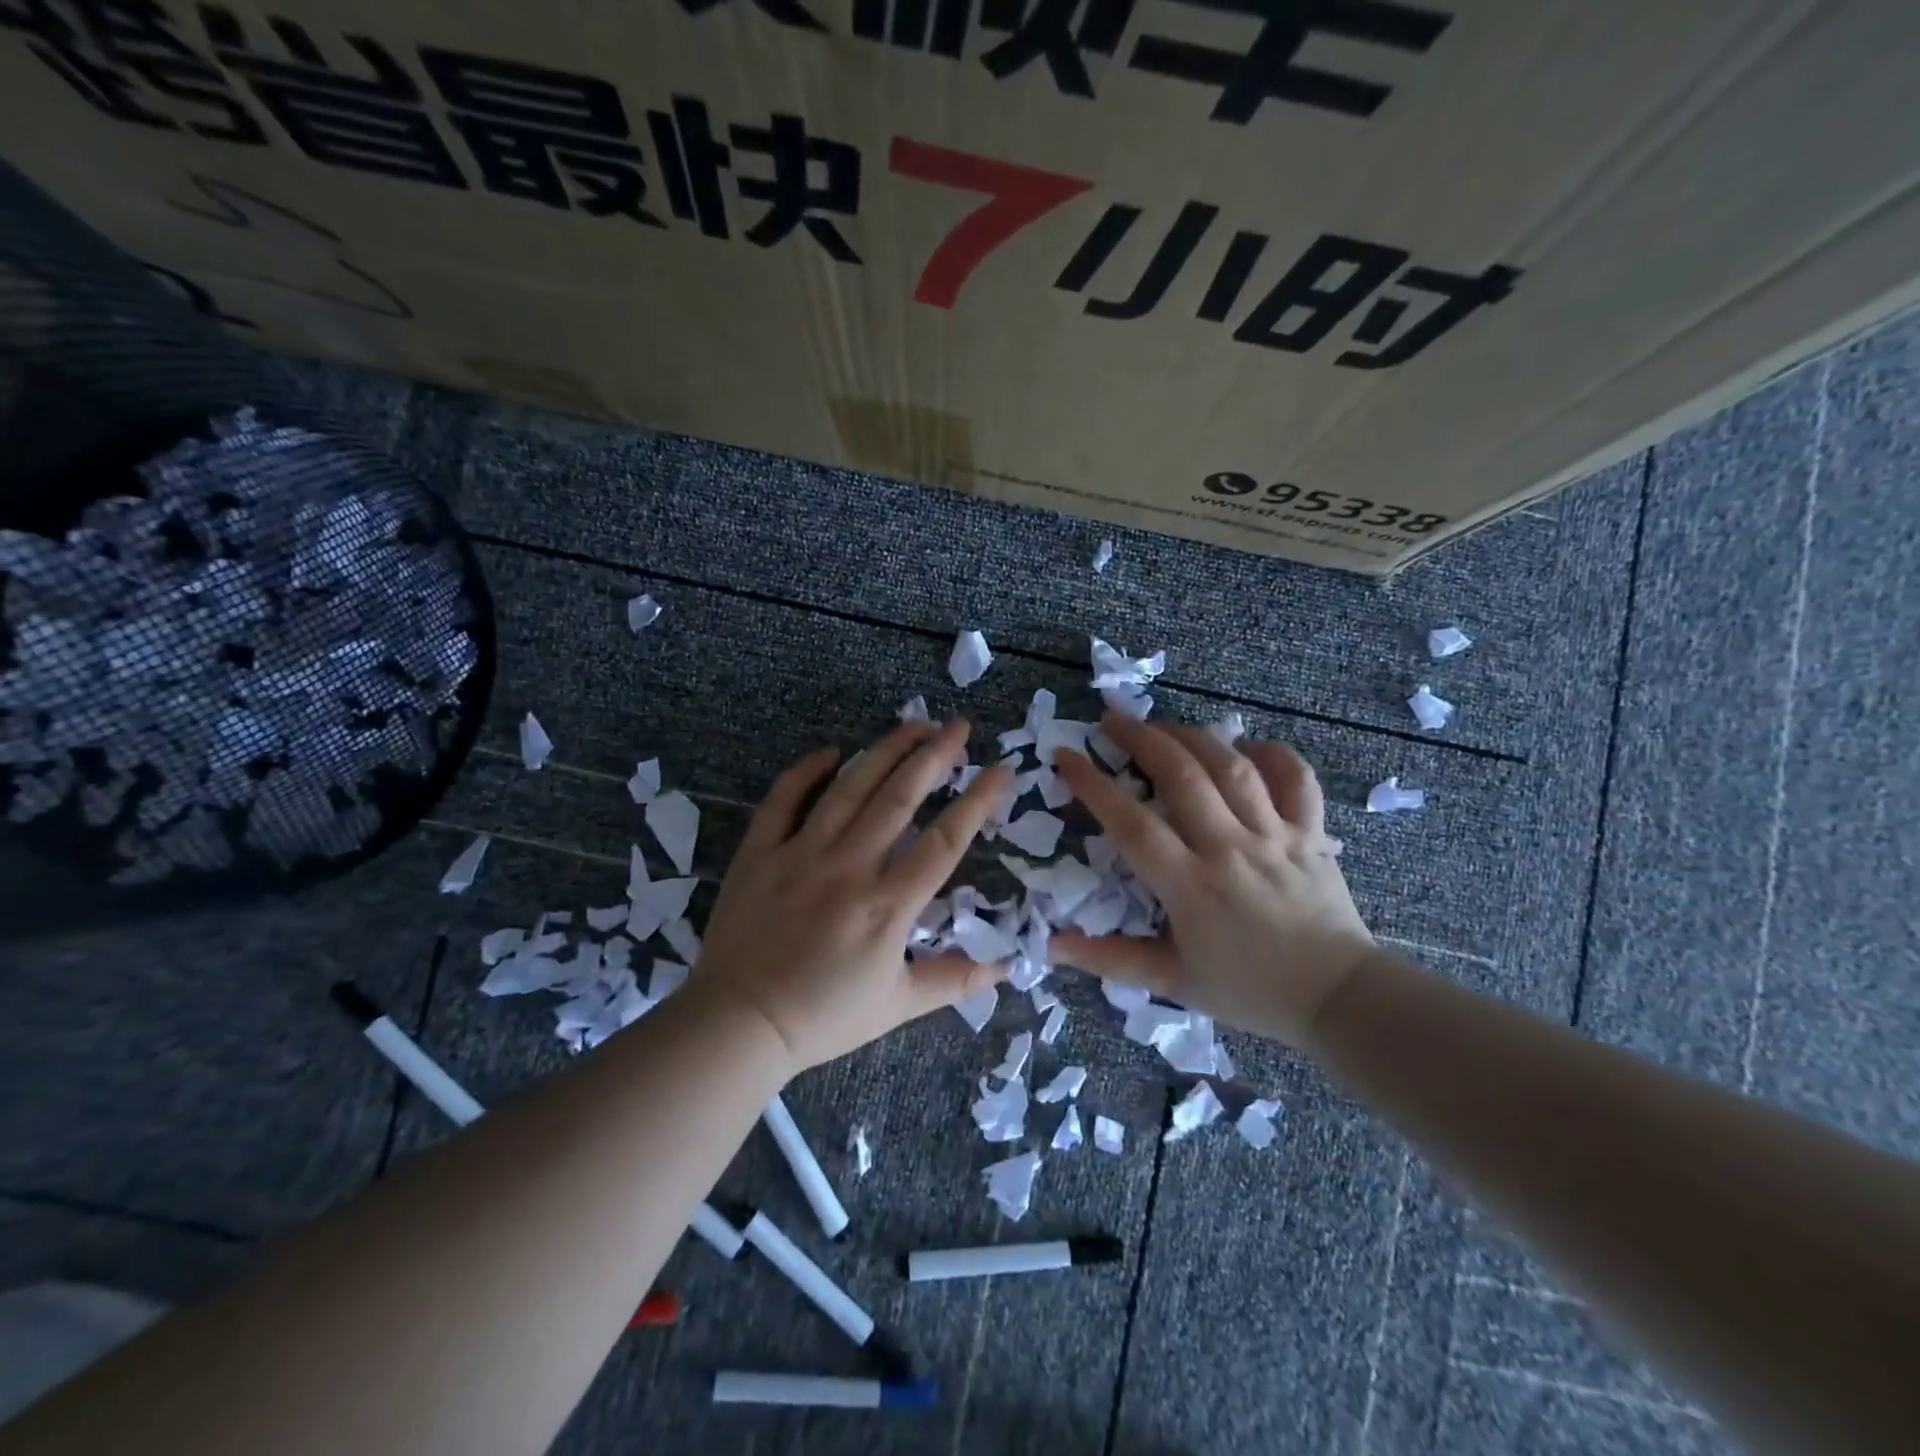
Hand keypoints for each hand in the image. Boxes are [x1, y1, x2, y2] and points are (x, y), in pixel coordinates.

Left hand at [694, 719, 1013, 1072]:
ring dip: (884, 751)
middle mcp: (849, 868)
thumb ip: (953, 981)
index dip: (977, 802)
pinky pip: (783, 800)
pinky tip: (831, 752)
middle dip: (934, 757)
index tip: (1001, 770)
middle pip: (899, 799)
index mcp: (887, 906)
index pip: (944, 842)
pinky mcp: (760, 853)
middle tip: (958, 726)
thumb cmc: (823, 1017)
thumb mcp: (897, 1006)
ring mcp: (800, 854)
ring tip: (913, 724)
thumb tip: (1007, 968)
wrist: (740, 1025)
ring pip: (849, 788)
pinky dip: (806, 772)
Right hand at [1051, 716, 1373, 1048]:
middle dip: (1140, 738)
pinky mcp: (1311, 833)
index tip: (1065, 757)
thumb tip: (1051, 946)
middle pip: (1181, 776)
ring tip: (1162, 725)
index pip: (1131, 824)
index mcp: (1190, 887)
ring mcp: (1275, 836)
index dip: (1093, 785)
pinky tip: (1245, 747)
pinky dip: (1272, 753)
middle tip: (1111, 720)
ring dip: (1192, 736)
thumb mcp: (1172, 982)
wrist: (1337, 999)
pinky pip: (1295, 778)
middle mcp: (1230, 849)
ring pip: (1232, 767)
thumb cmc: (1249, 991)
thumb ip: (1110, 960)